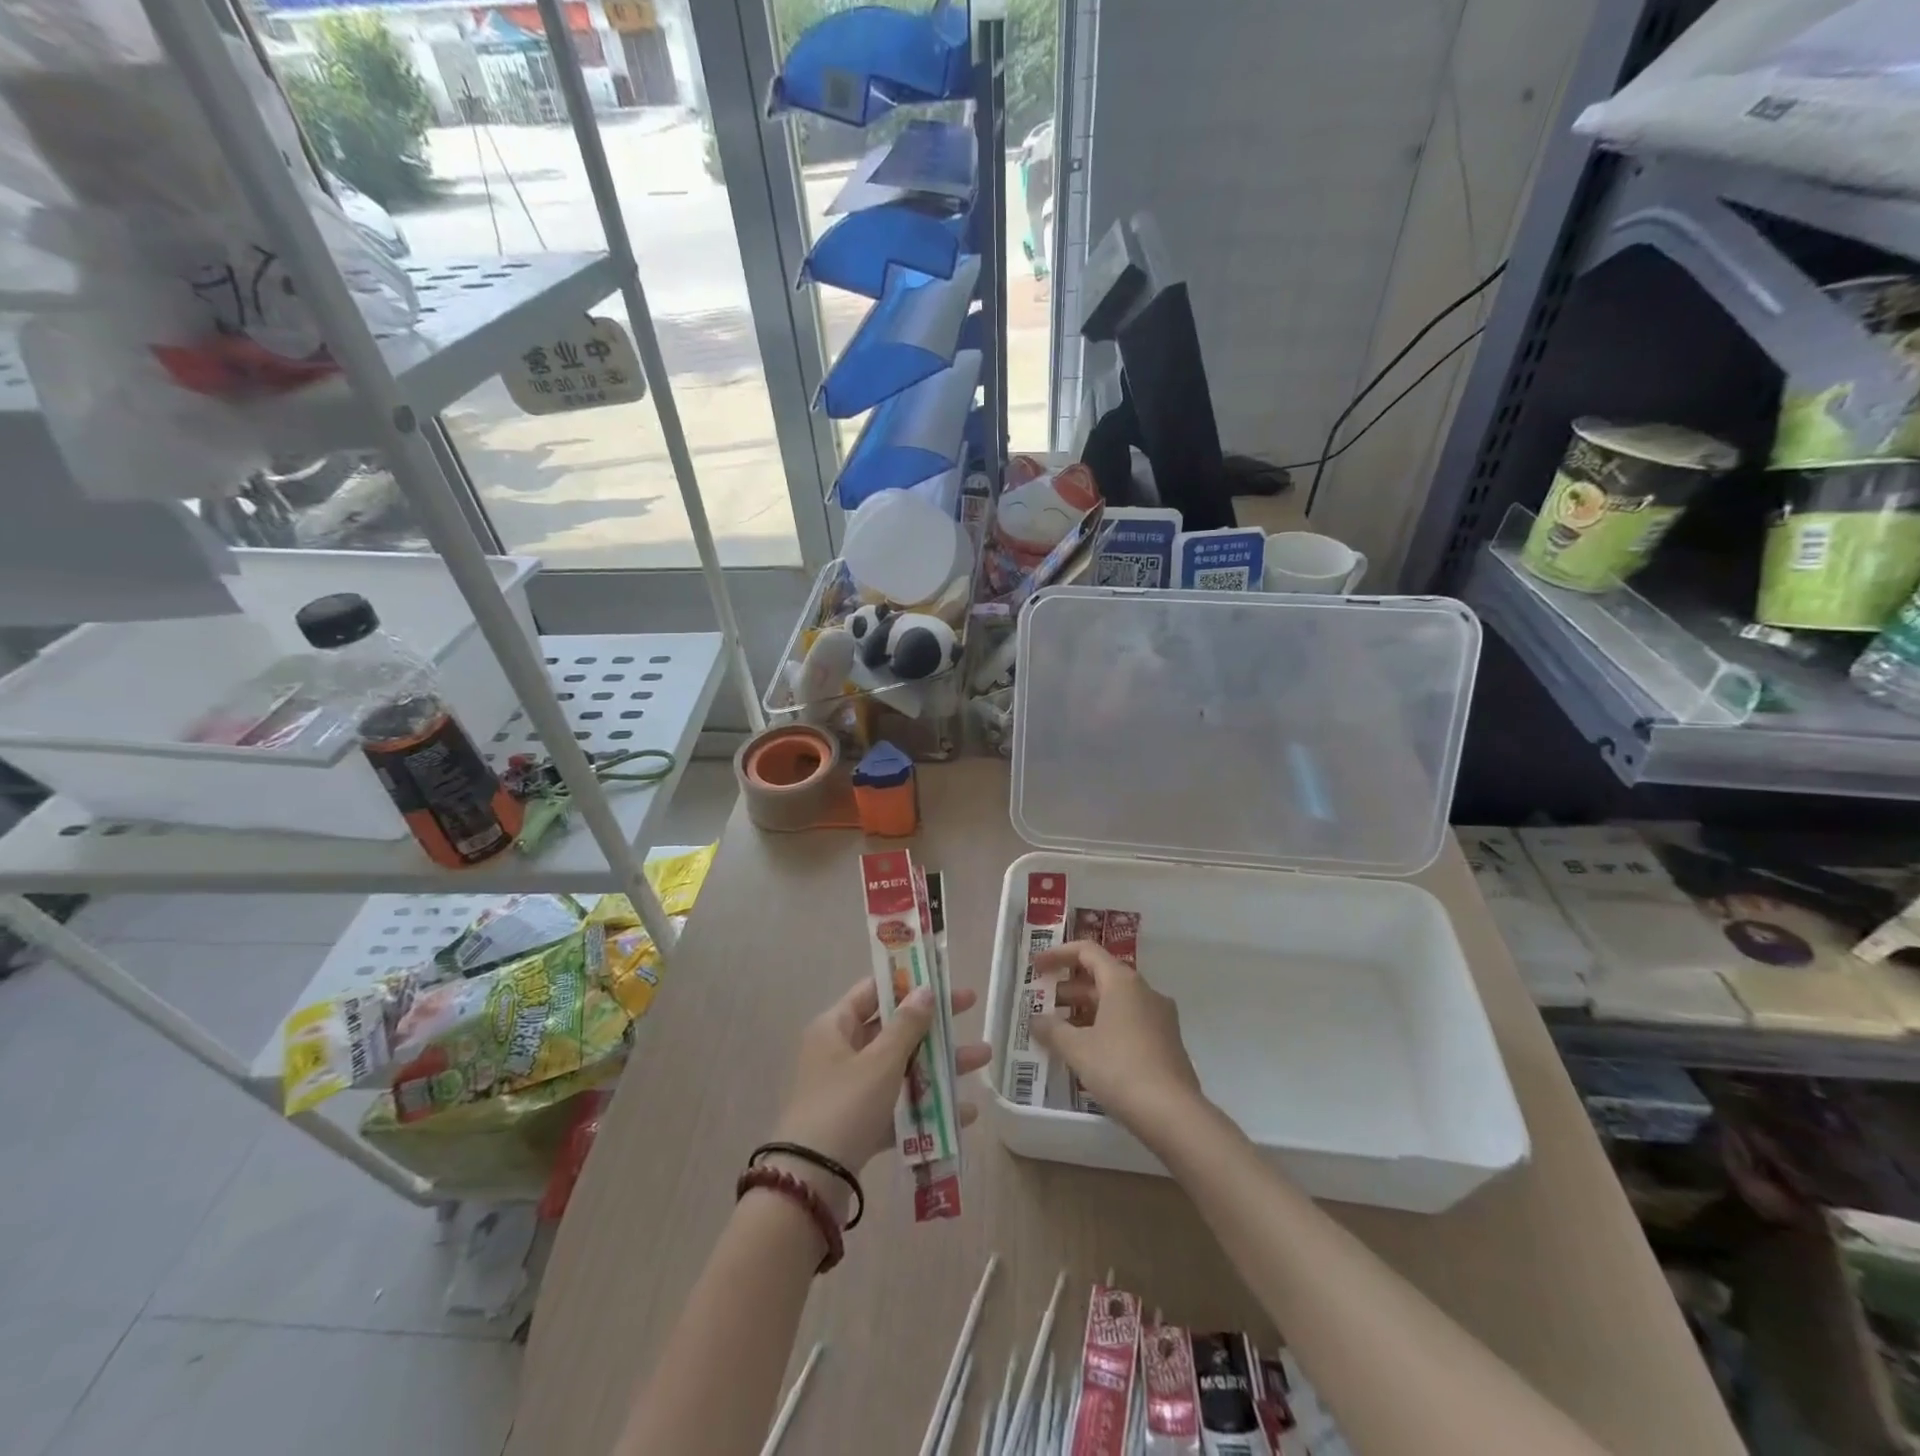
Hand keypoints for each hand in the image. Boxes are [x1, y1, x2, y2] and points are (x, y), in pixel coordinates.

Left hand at [770, 979, 989, 1212]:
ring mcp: (849, 1091)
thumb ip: (907, 1025)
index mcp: (835, 1027)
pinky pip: (898, 1107)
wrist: (809, 1184)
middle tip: (971, 1007)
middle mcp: (840, 1053)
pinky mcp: (859, 1126)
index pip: (873, 991)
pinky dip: (927, 1106)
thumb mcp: (881, 1061)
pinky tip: (964, 1113)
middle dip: (934, 1023)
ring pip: (901, 1068)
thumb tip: (926, 990)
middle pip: (893, 1029)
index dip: (906, 981)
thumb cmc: (845, 1106)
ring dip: (940, 1064)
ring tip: (983, 1059)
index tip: (939, 976)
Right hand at [1031, 941, 1205, 1136]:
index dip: (1058, 955)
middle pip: (1102, 976)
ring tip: (1061, 1031)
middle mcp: (1145, 991)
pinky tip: (1089, 1052)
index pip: (1087, 952)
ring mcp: (1160, 1017)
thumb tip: (1036, 1021)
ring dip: (1086, 1010)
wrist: (1174, 1114)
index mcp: (1123, 982)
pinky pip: (1129, 1021)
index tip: (1036, 968)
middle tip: (1043, 1004)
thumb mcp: (1077, 1049)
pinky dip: (1105, 1026)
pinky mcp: (1167, 1042)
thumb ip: (1052, 1030)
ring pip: (1116, 1001)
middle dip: (1070, 988)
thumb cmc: (1120, 1069)